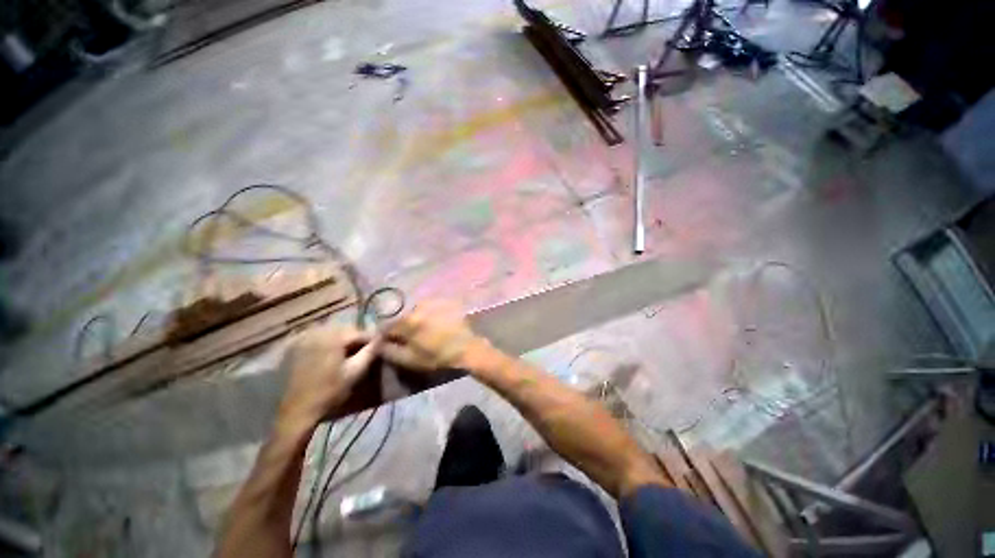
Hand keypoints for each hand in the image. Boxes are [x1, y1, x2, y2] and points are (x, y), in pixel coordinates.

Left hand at [276, 326, 379, 430]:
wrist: (296, 410)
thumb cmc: (329, 391)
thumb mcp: (355, 371)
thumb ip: (371, 351)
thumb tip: (382, 336)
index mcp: (333, 337)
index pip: (359, 332)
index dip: (371, 339)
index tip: (379, 347)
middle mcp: (317, 332)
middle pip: (345, 330)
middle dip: (356, 338)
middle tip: (363, 351)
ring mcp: (303, 338)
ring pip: (331, 332)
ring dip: (342, 340)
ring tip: (348, 353)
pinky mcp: (294, 346)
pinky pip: (316, 337)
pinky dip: (326, 342)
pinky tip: (329, 354)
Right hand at [381, 300, 479, 374]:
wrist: (467, 348)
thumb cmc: (438, 356)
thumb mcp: (410, 359)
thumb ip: (390, 351)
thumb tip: (377, 345)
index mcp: (409, 321)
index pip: (387, 325)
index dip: (386, 335)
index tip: (389, 342)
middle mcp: (419, 306)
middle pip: (403, 316)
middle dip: (402, 327)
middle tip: (410, 338)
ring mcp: (434, 302)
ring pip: (417, 310)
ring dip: (416, 319)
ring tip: (425, 331)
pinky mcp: (446, 302)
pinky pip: (431, 307)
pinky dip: (429, 314)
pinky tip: (436, 324)